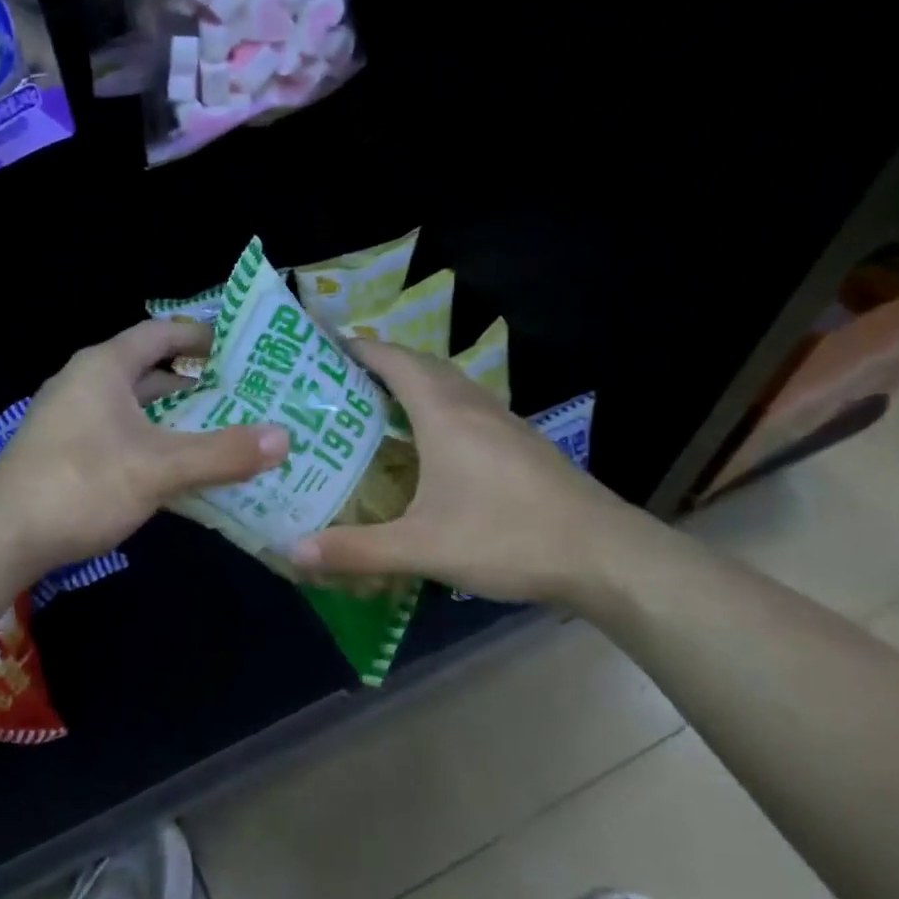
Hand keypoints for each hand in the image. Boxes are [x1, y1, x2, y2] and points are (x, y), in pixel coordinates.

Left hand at [0, 320, 288, 575]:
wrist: (2, 538)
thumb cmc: (81, 485)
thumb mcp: (159, 468)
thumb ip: (222, 453)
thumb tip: (284, 437)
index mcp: (104, 367)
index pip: (160, 333)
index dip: (200, 335)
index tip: (241, 347)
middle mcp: (85, 384)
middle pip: (150, 372)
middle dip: (196, 384)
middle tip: (246, 395)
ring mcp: (72, 421)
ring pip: (137, 410)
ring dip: (176, 419)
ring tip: (225, 431)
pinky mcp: (66, 454)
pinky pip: (122, 437)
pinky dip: (154, 445)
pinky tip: (183, 470)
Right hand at [285, 339, 634, 604]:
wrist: (605, 554)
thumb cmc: (507, 537)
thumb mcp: (422, 549)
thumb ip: (356, 550)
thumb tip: (293, 550)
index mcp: (445, 415)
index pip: (396, 361)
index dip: (361, 347)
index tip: (327, 344)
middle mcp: (474, 407)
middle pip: (424, 365)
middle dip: (384, 362)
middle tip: (344, 378)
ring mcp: (505, 423)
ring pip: (452, 386)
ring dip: (416, 383)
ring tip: (380, 404)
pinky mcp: (524, 444)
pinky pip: (471, 408)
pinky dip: (441, 407)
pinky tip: (434, 444)